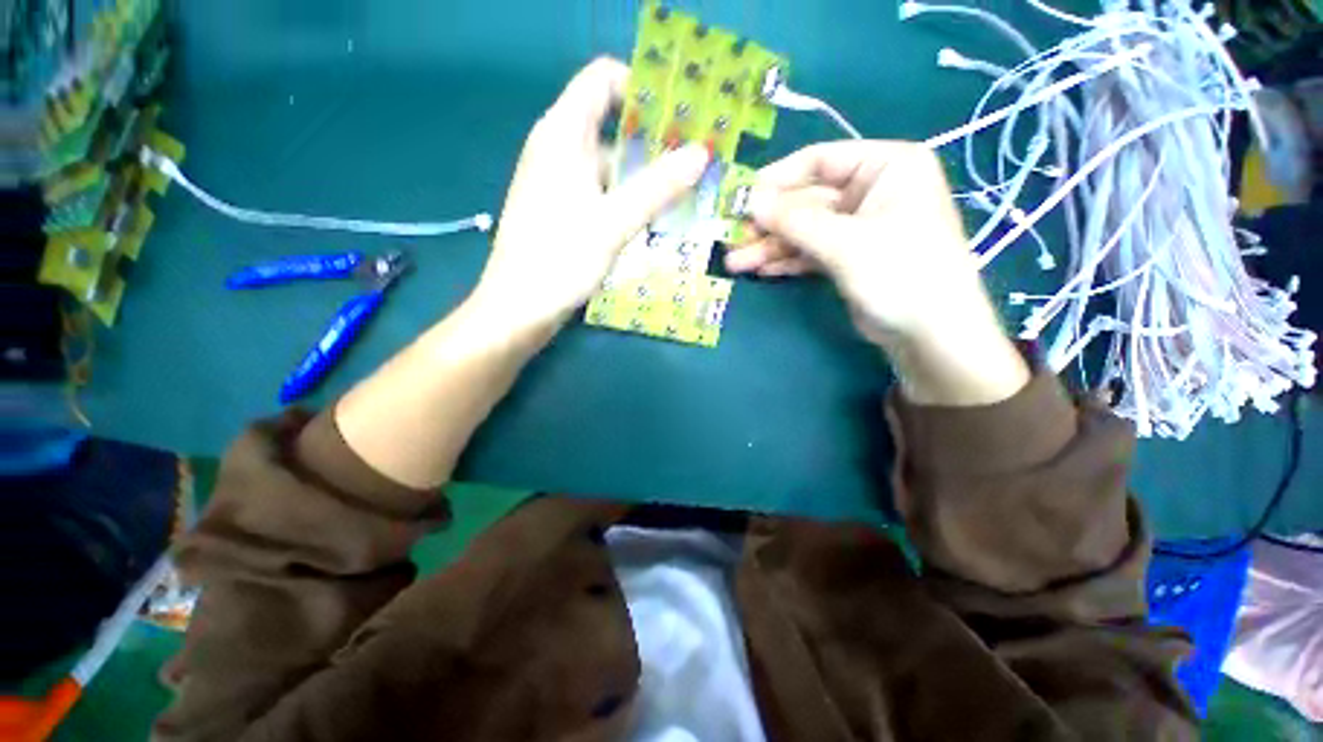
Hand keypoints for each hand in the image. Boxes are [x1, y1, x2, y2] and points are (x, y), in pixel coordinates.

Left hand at [472, 57, 710, 334]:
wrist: (520, 309)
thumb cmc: (559, 259)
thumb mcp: (614, 222)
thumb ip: (657, 186)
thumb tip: (701, 153)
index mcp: (563, 134)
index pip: (603, 79)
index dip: (642, 88)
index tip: (680, 118)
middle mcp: (561, 150)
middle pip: (614, 124)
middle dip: (655, 140)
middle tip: (697, 161)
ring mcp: (563, 183)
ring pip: (613, 165)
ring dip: (647, 176)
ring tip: (688, 193)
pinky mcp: (568, 212)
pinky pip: (606, 193)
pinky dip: (631, 200)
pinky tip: (658, 219)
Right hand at [727, 141, 1028, 405]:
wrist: (931, 334)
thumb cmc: (899, 273)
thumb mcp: (844, 242)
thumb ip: (794, 220)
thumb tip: (749, 201)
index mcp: (886, 166)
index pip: (820, 160)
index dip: (777, 180)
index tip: (741, 199)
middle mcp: (871, 190)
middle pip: (807, 200)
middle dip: (769, 223)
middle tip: (731, 238)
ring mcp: (858, 226)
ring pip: (804, 229)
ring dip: (770, 246)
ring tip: (735, 263)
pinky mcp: (848, 256)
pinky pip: (811, 251)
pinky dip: (787, 260)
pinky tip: (760, 269)